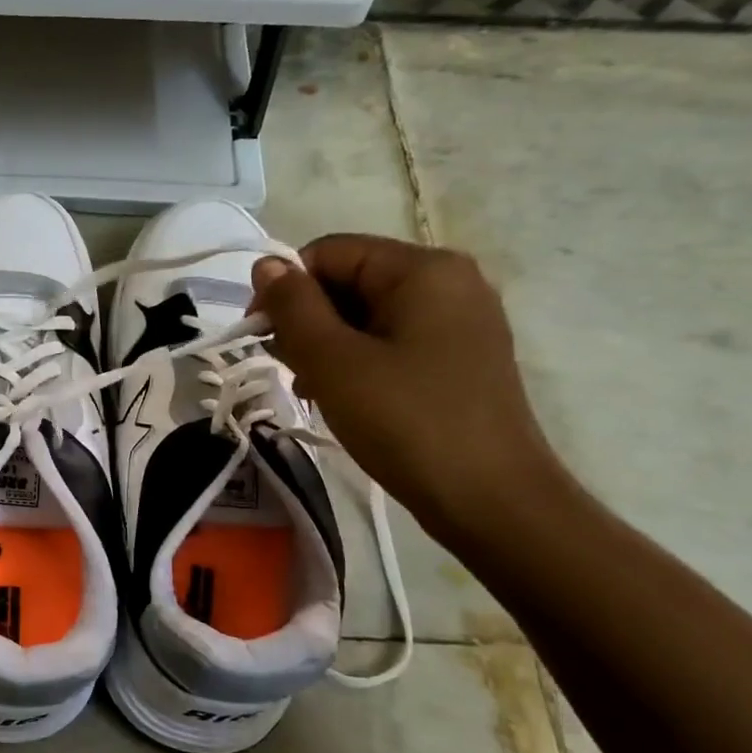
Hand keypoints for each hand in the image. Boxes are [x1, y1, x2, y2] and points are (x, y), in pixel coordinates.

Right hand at [250, 235, 559, 531]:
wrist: (491, 500)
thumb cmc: (407, 421)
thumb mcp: (334, 361)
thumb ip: (294, 306)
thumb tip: (266, 265)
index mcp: (423, 269)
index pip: (329, 253)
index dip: (285, 288)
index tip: (261, 337)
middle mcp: (449, 282)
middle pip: (349, 280)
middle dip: (307, 320)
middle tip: (289, 370)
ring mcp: (459, 321)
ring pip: (367, 314)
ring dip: (327, 345)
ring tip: (313, 390)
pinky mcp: (459, 357)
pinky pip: (391, 340)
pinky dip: (357, 361)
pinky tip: (343, 397)